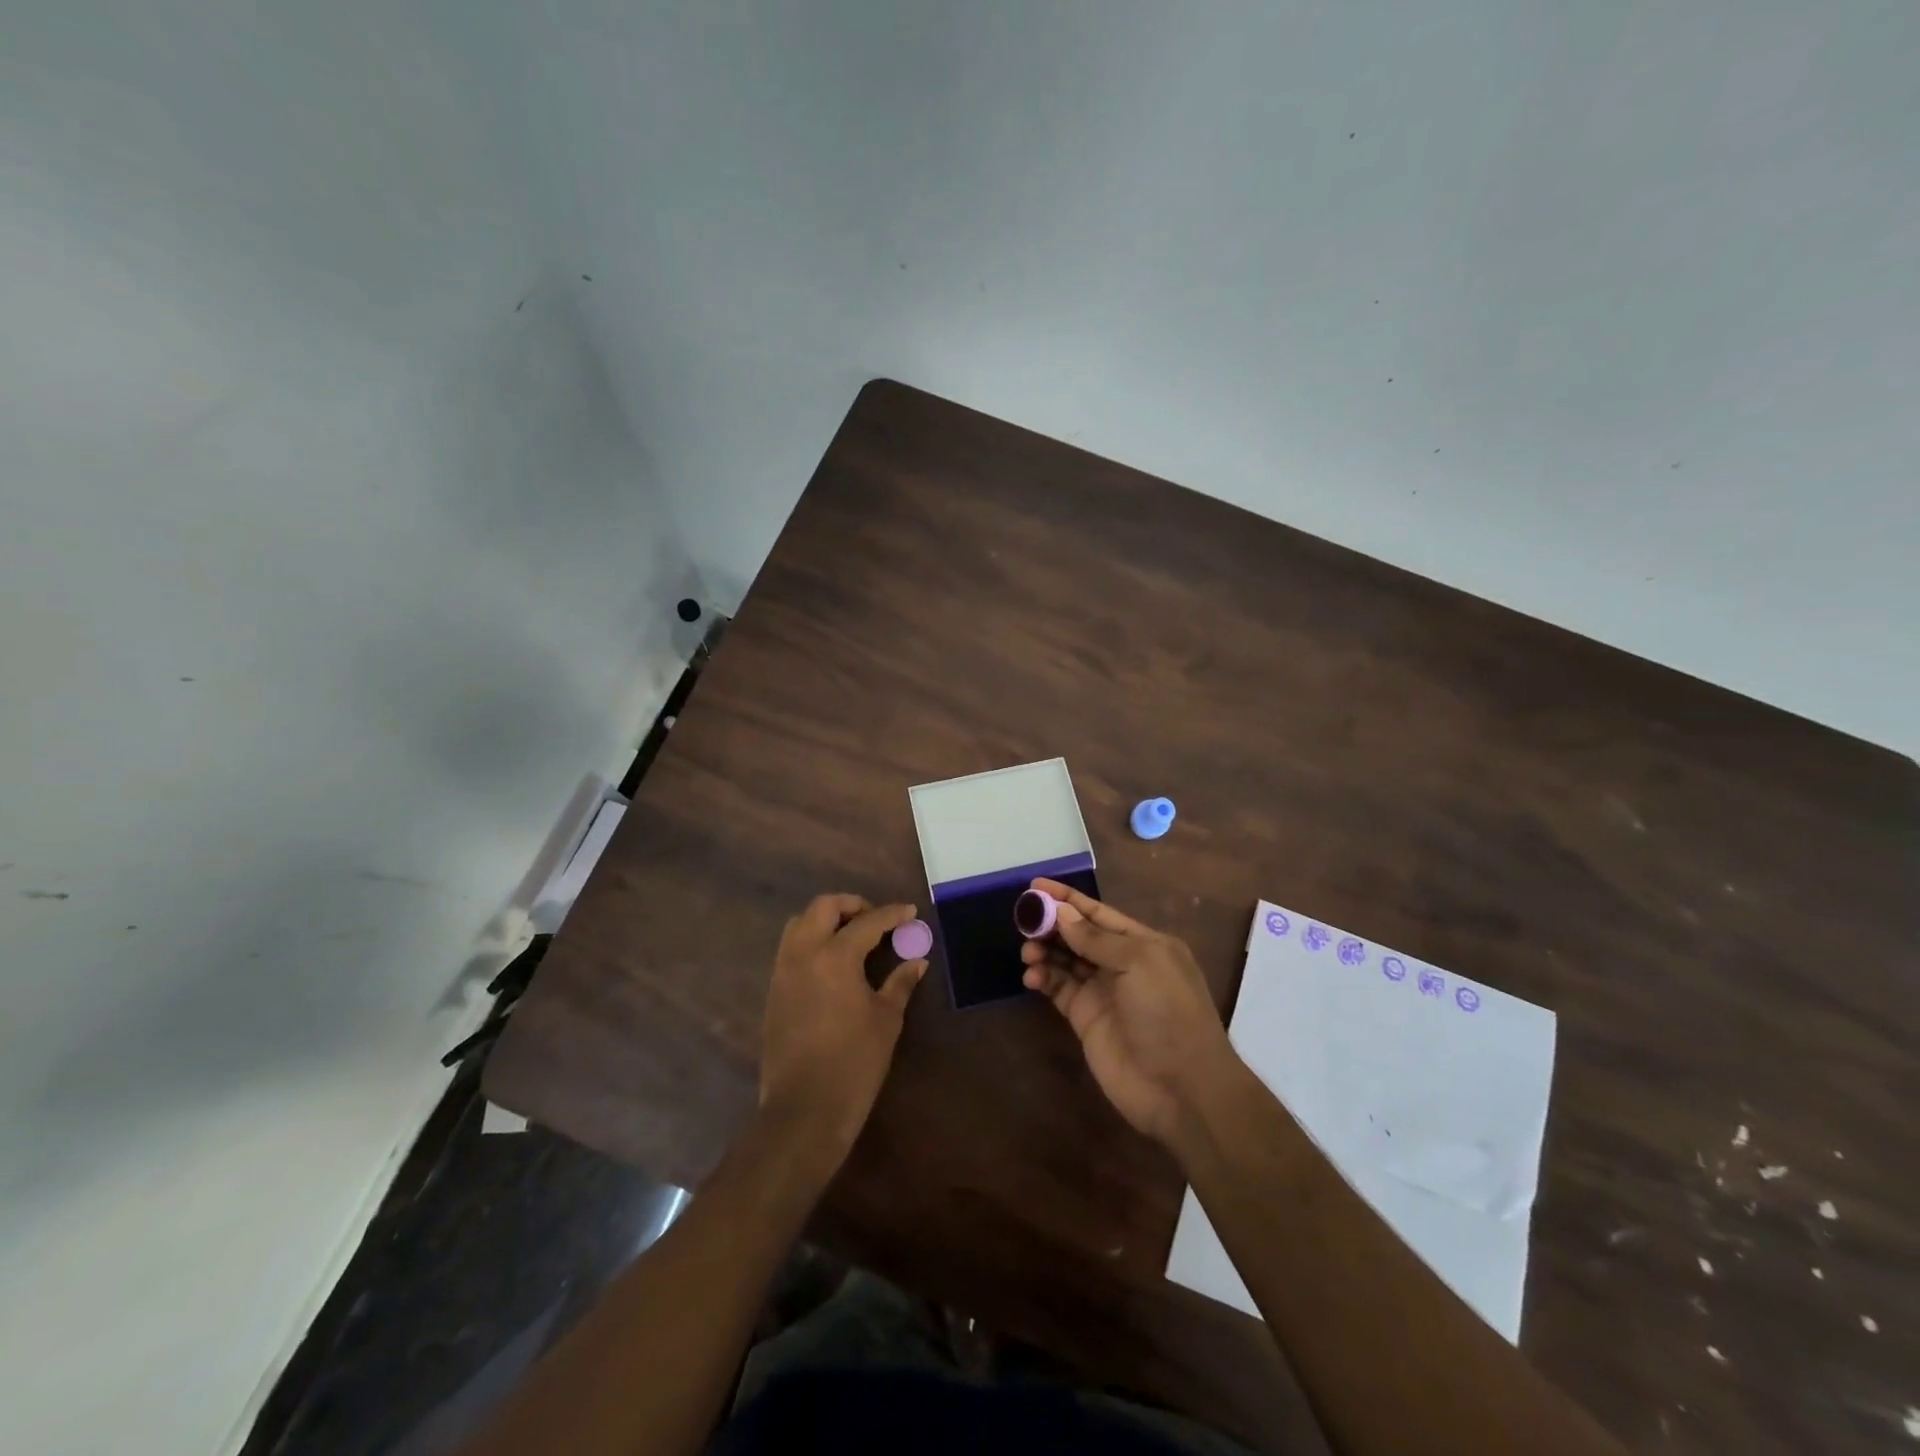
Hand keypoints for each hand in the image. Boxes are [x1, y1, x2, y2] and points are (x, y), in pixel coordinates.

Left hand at [759, 894, 926, 1163]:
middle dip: (851, 905)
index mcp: (835, 956)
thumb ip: (900, 983)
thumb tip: (916, 961)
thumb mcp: (886, 1019)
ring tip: (852, 936)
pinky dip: (811, 941)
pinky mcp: (774, 990)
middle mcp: (803, 953)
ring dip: (826, 920)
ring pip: (800, 923)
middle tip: (875, 919)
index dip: (892, 914)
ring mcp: (783, 971)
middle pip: (823, 907)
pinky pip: (791, 948)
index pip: (867, 922)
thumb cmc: (854, 1062)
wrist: (805, 1109)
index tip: (910, 912)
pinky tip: (832, 962)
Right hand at [1021, 879, 1239, 1147]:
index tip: (1034, 886)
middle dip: (1050, 923)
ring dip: (1044, 950)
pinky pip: (1058, 988)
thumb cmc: (1167, 1013)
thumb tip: (1062, 912)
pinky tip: (1032, 976)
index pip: (1098, 912)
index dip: (1067, 898)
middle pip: (1078, 934)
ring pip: (1064, 960)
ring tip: (1028, 952)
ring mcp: (1103, 992)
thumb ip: (1096, 938)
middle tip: (1022, 920)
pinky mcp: (1085, 1019)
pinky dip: (1042, 978)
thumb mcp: (1139, 963)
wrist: (1181, 1089)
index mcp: (1143, 943)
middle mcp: (1122, 963)